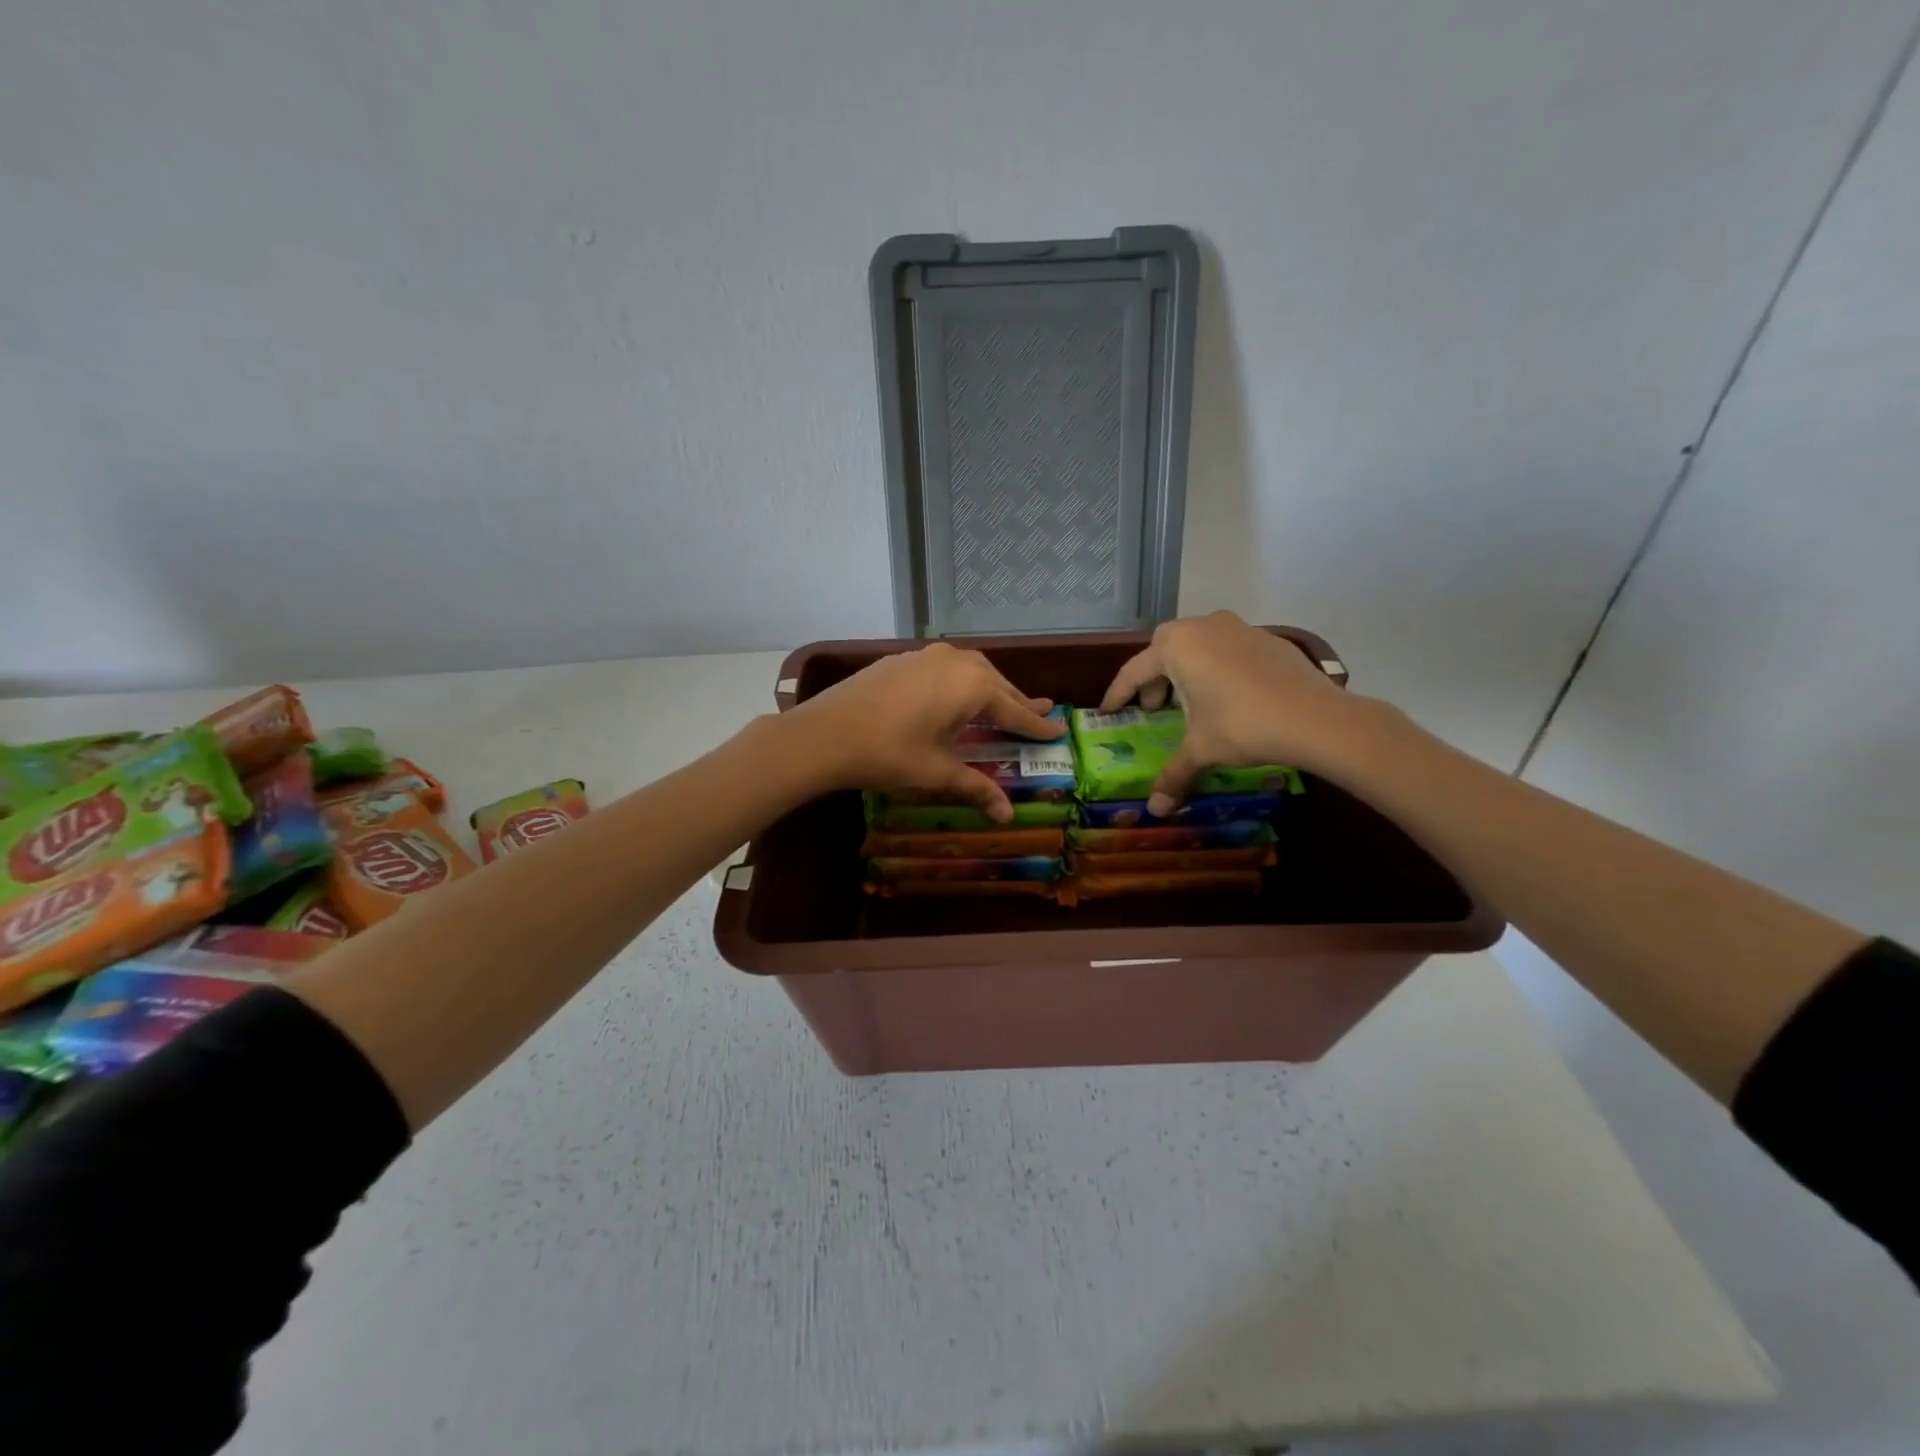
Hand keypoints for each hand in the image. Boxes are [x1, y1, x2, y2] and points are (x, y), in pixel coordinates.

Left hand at [787, 642, 1064, 821]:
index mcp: (972, 685)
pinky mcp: (900, 660)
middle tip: (1037, 713)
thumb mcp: (937, 772)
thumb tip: (1007, 815)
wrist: (824, 734)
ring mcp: (925, 657)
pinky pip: (943, 668)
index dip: (1036, 724)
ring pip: (969, 670)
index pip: (1014, 709)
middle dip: (1016, 701)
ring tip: (1000, 702)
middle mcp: (954, 662)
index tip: (1058, 730)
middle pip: (995, 683)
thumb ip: (976, 787)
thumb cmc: (889, 754)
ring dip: (988, 687)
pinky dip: (959, 683)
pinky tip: (952, 695)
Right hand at [1100, 611, 1358, 814]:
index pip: (1134, 672)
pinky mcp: (1267, 637)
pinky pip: (1228, 647)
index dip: (1118, 695)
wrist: (1315, 718)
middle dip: (1154, 676)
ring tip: (1192, 700)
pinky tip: (1230, 695)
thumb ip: (1173, 774)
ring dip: (1187, 668)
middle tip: (1155, 707)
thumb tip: (1156, 809)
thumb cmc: (1243, 726)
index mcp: (1176, 647)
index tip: (1108, 711)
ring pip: (1198, 642)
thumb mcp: (1201, 750)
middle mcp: (1202, 627)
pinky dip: (1218, 667)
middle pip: (1164, 648)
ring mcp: (1238, 627)